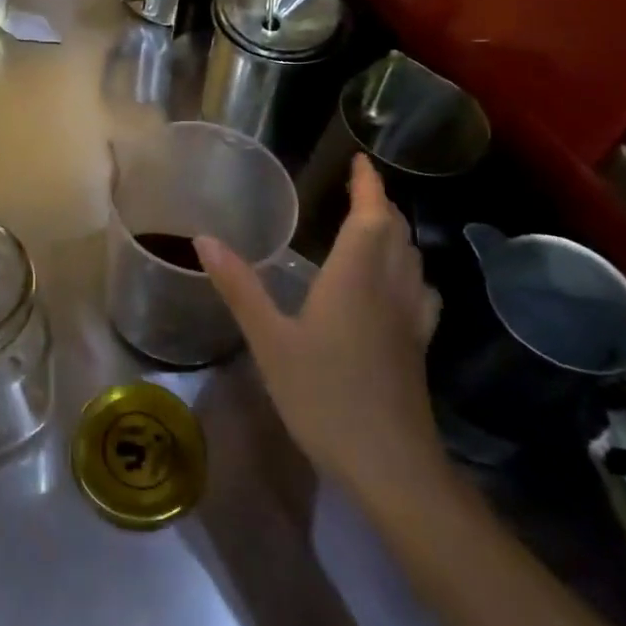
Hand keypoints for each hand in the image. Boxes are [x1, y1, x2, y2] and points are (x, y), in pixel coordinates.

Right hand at [194, 154, 443, 502]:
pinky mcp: (418, 347)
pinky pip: (420, 291)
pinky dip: (409, 271)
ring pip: (412, 260)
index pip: (371, 215)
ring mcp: (411, 319)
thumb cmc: (325, 396)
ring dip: (396, 234)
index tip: (360, 160)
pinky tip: (396, 287)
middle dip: (380, 205)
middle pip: (396, 233)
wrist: (391, 466)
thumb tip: (204, 238)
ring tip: (373, 227)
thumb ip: (239, 287)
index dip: (368, 184)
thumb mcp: (270, 341)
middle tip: (357, 190)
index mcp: (356, 277)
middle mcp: (390, 288)